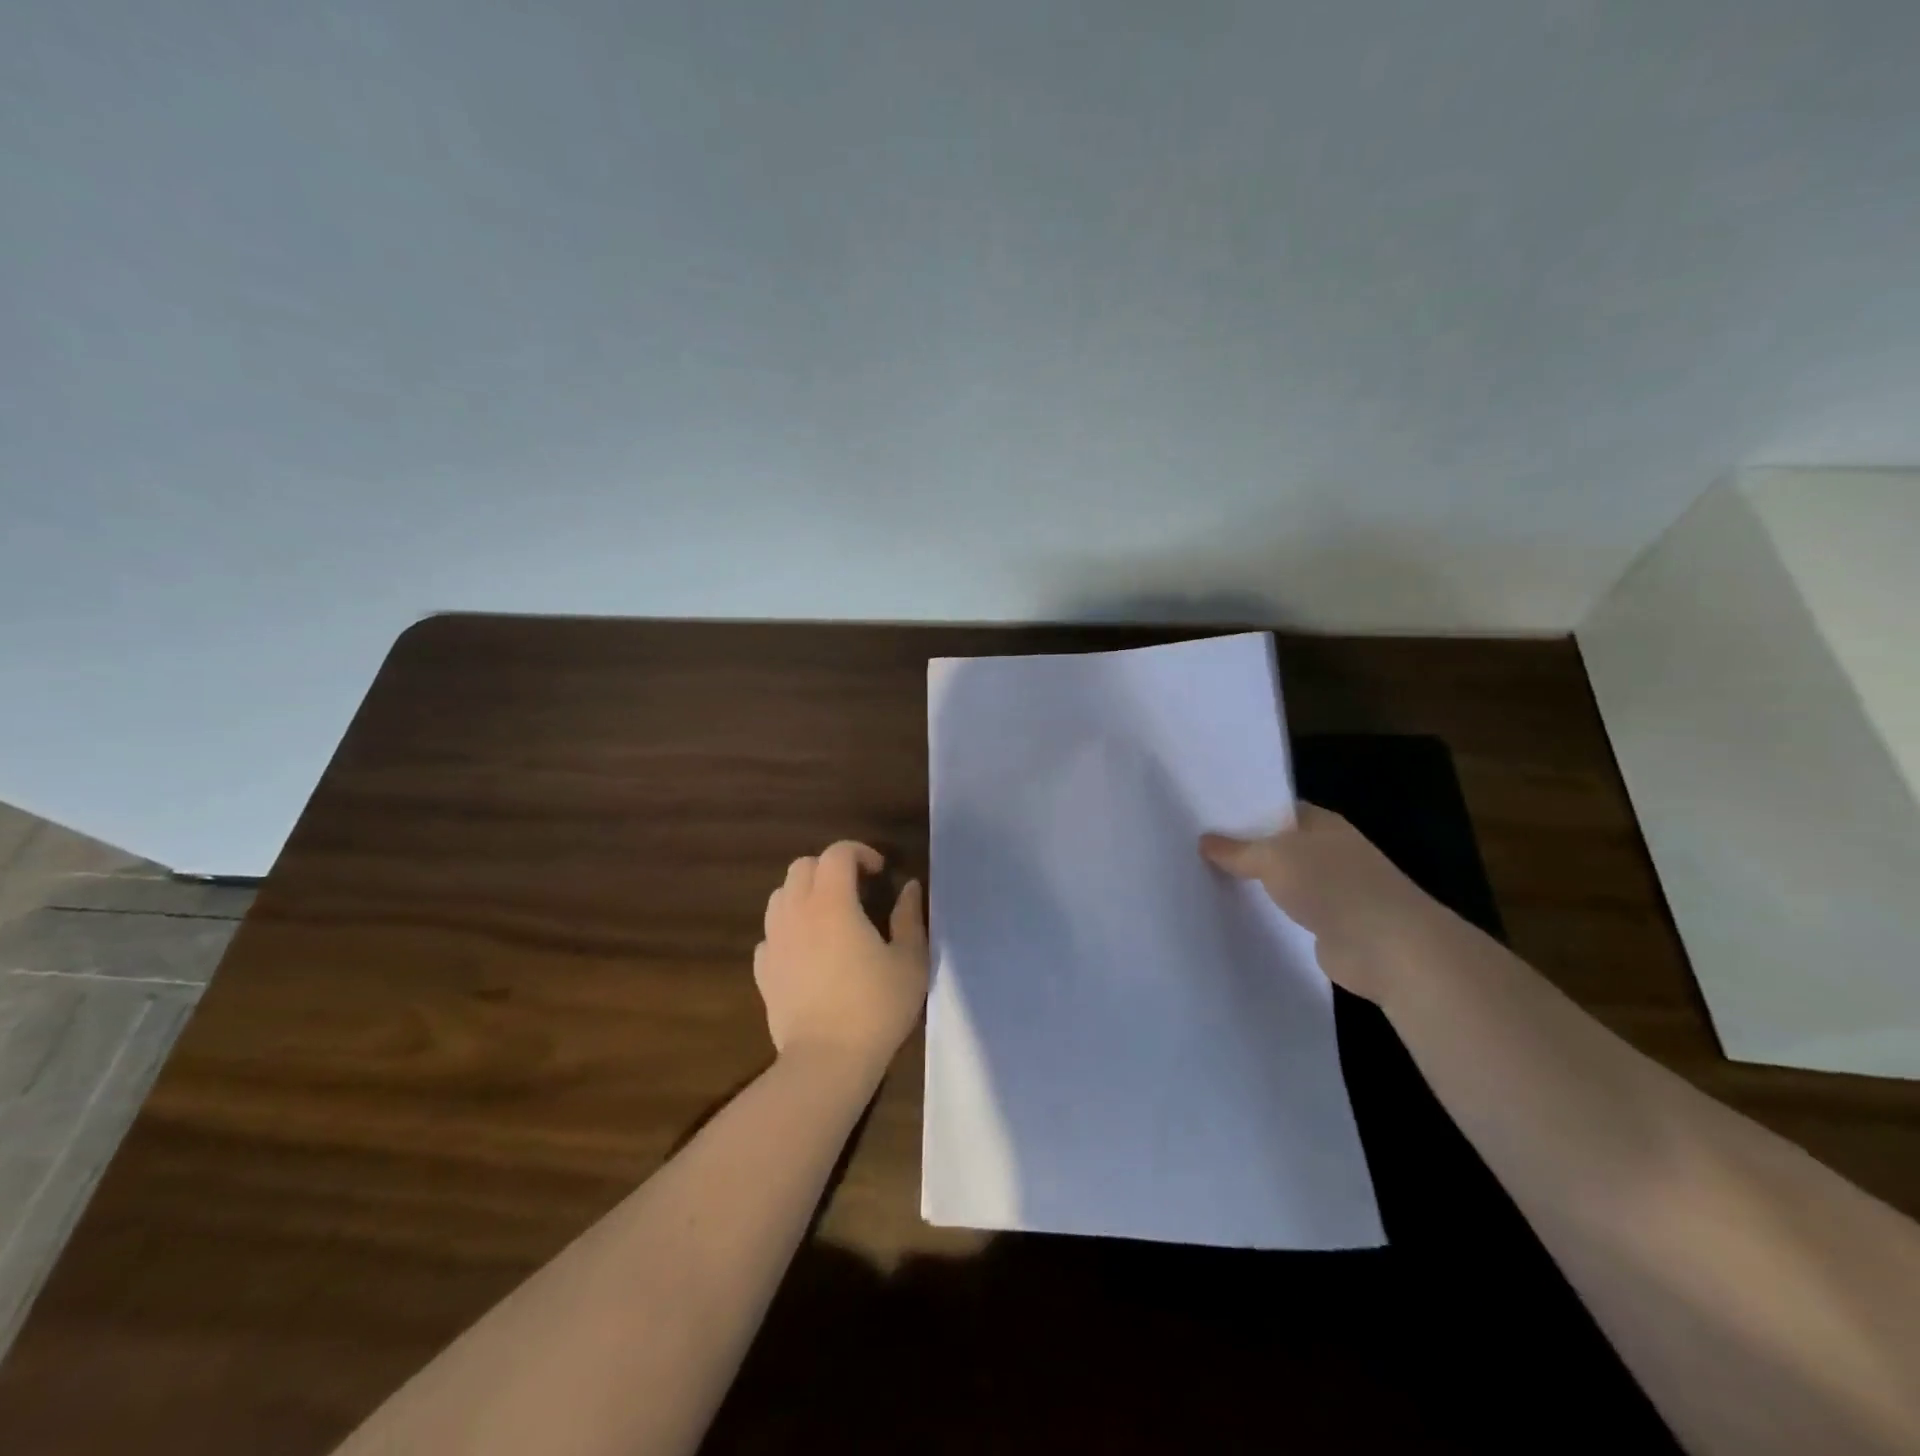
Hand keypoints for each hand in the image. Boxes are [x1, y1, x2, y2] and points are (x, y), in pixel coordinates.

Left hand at [754, 841, 928, 1077]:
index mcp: (833, 903)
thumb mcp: (910, 960)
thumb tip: (908, 888)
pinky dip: (789, 930)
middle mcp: (797, 913)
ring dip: (805, 894)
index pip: (837, 853)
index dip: (860, 852)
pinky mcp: (763, 970)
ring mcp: (774, 941)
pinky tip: (808, 952)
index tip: (880, 872)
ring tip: (829, 917)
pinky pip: (770, 934)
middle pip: (802, 866)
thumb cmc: (875, 1007)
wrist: (826, 1061)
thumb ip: (909, 917)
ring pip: (780, 896)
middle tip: (855, 889)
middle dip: (830, 867)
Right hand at [1200, 804, 1446, 1005]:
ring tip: (1203, 880)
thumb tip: (1205, 840)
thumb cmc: (1334, 885)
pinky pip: (1286, 913)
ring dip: (1253, 884)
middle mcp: (1328, 851)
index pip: (1275, 809)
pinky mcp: (1328, 925)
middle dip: (1241, 849)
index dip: (1242, 811)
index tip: (1203, 818)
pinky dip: (1266, 914)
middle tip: (1192, 850)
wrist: (1389, 948)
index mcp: (1321, 823)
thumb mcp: (1274, 858)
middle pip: (1276, 845)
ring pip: (1280, 880)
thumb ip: (1238, 850)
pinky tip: (1233, 914)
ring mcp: (1330, 890)